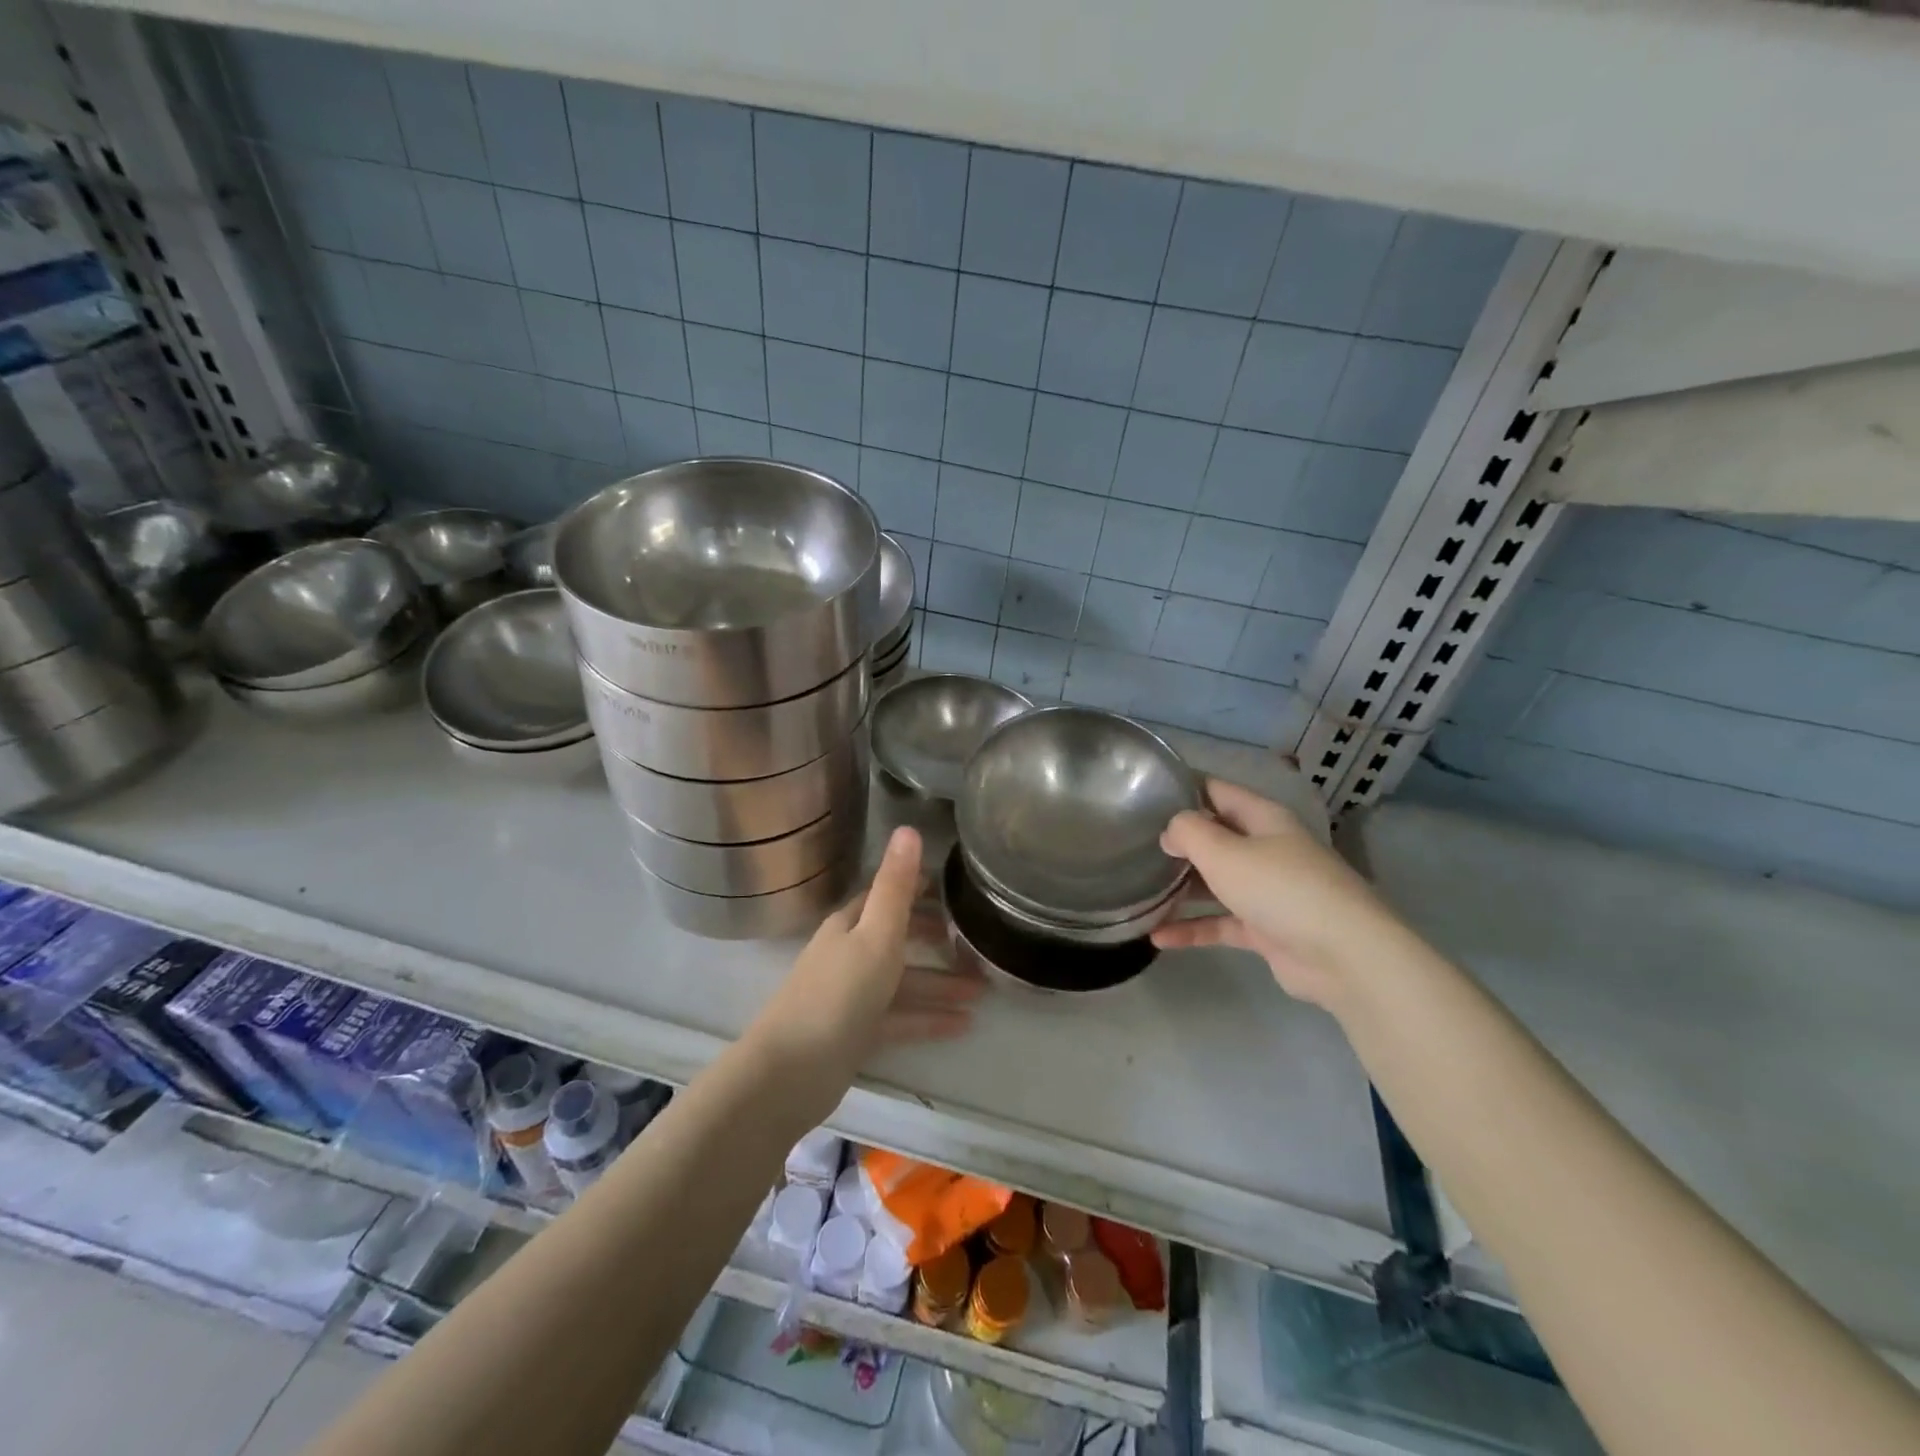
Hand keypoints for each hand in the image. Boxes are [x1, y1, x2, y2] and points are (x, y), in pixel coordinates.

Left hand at [748, 828, 981, 1094]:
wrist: (790, 1074)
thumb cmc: (838, 995)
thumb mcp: (875, 935)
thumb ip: (895, 887)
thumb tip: (908, 829)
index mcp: (850, 925)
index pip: (886, 894)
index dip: (918, 887)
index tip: (956, 886)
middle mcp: (849, 953)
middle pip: (898, 937)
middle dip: (936, 939)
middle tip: (977, 941)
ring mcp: (851, 995)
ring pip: (904, 981)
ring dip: (941, 983)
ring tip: (984, 990)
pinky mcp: (856, 1033)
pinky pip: (900, 1018)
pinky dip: (928, 1018)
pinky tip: (963, 1026)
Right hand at [1152, 778, 1416, 1012]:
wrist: (1344, 956)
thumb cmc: (1280, 888)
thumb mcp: (1224, 851)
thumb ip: (1188, 833)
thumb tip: (1171, 831)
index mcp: (1263, 818)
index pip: (1216, 791)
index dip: (1182, 789)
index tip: (1143, 794)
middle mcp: (1266, 849)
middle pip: (1215, 837)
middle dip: (1177, 842)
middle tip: (1133, 845)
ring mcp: (1268, 891)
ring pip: (1216, 882)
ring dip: (1181, 888)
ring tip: (1139, 891)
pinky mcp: (1267, 930)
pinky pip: (1221, 923)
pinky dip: (1193, 929)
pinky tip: (1158, 938)